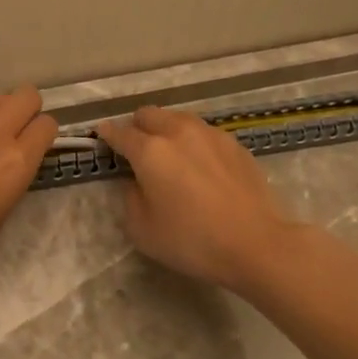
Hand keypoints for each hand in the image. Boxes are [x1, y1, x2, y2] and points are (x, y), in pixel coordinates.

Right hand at [96, 106, 301, 295]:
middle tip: (137, 150)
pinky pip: (204, 133)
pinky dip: (193, 142)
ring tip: (170, 155)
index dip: (107, 134)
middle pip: (149, 115)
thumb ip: (130, 198)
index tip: (102, 136)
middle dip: (137, 127)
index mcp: (150, 151)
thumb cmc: (192, 241)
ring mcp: (210, 134)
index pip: (120, 132)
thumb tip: (136, 181)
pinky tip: (200, 166)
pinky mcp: (234, 144)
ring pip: (178, 119)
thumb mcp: (142, 230)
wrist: (256, 243)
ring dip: (166, 130)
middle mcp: (178, 132)